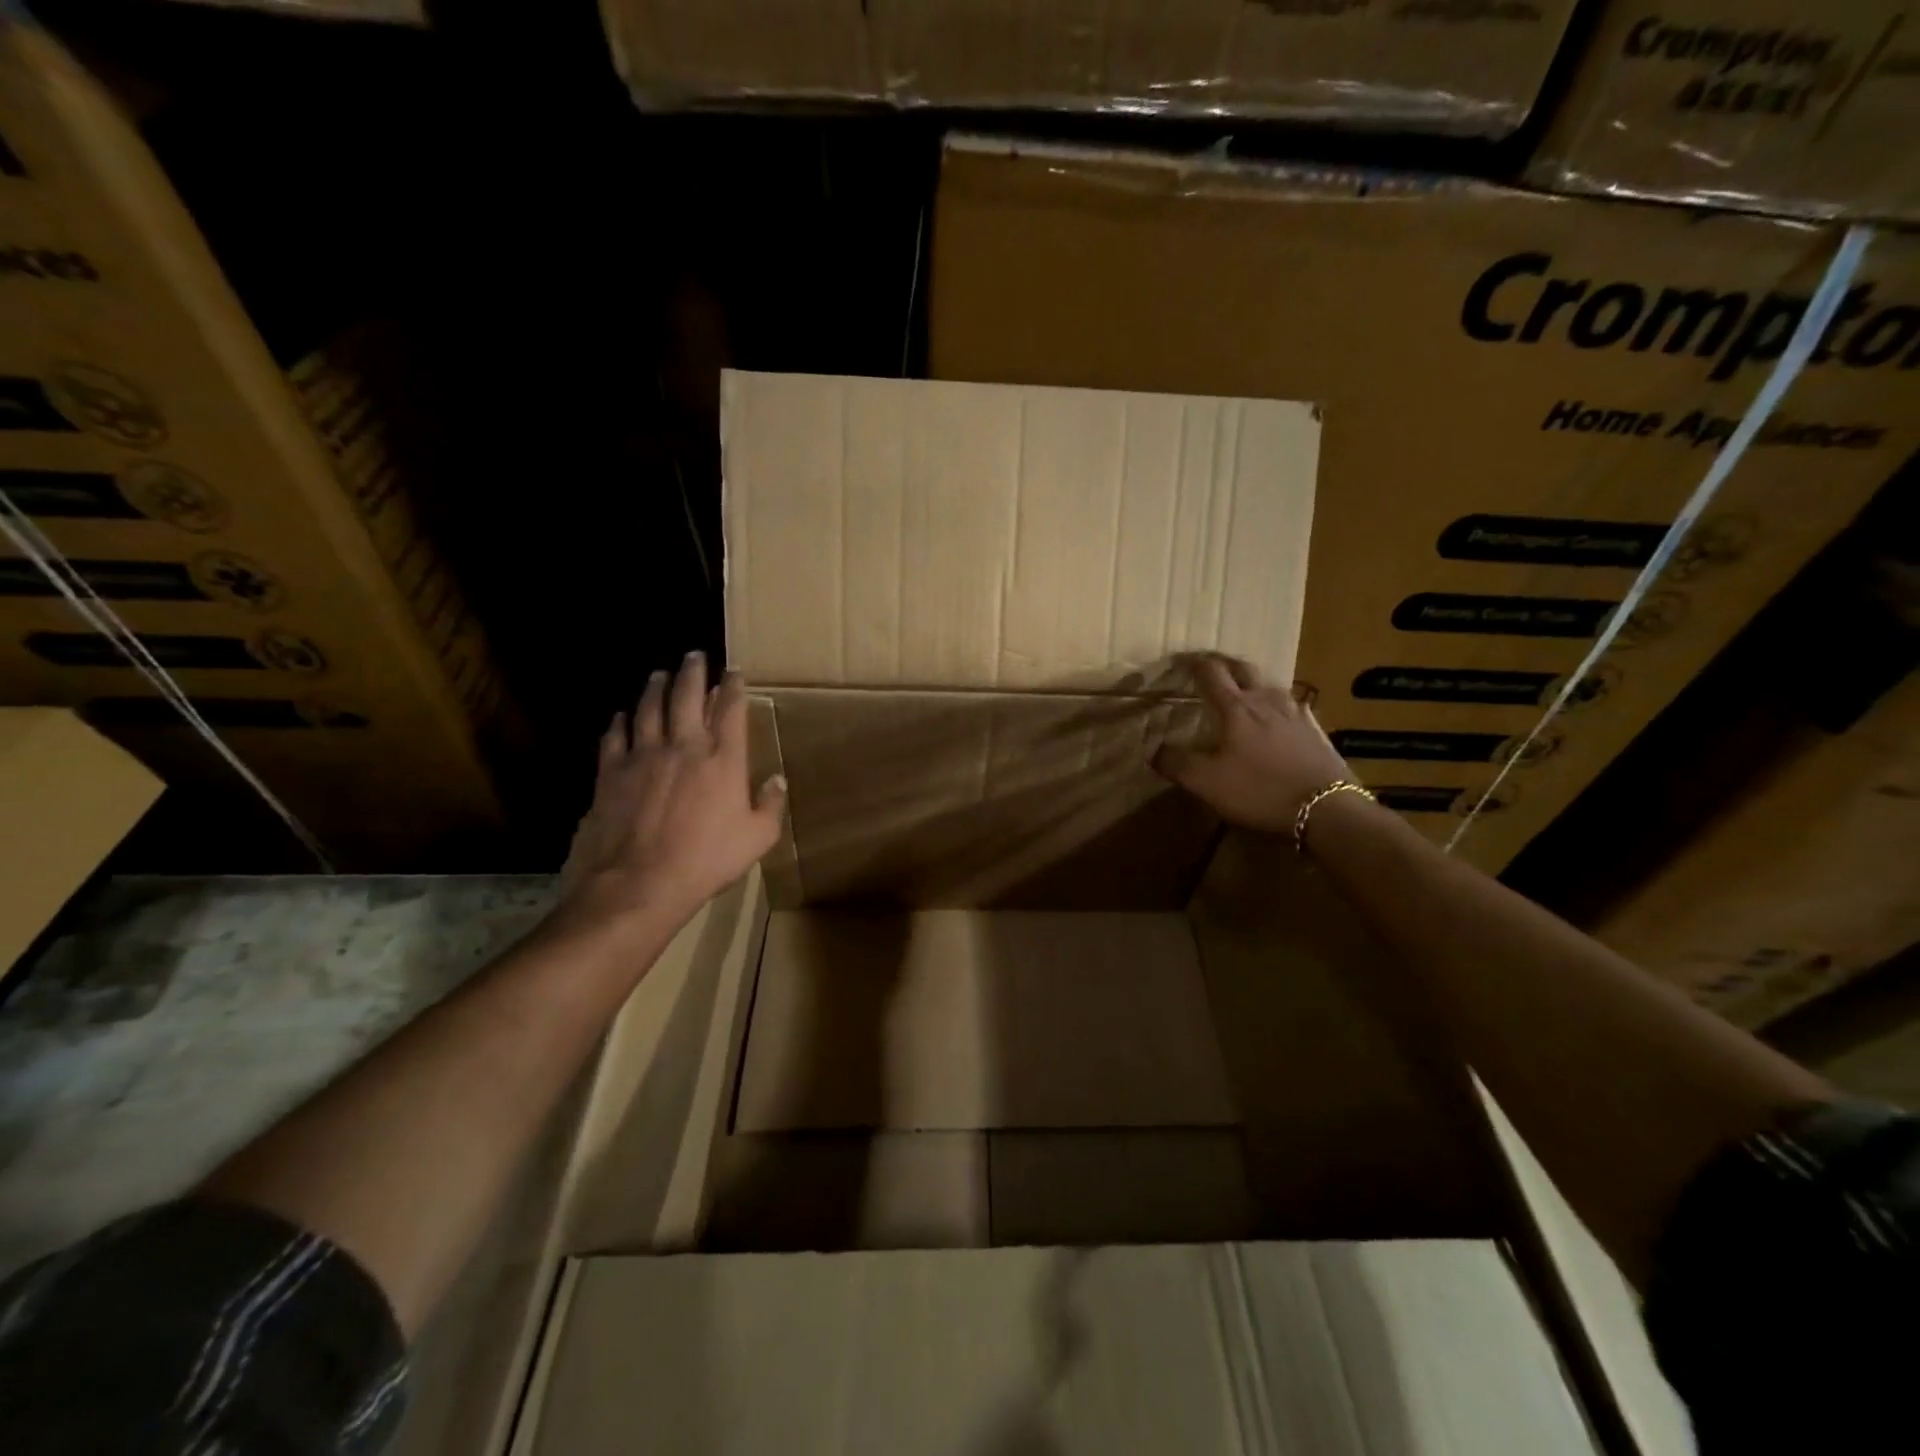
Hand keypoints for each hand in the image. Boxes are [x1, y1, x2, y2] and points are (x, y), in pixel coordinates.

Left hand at [558, 653, 786, 930]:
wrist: (640, 882)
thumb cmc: (706, 860)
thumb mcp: (756, 838)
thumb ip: (770, 805)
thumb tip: (777, 780)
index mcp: (723, 760)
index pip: (731, 710)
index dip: (734, 687)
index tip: (734, 672)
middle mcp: (684, 746)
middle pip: (687, 697)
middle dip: (693, 672)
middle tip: (695, 655)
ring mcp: (644, 756)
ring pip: (649, 709)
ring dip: (656, 688)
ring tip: (660, 674)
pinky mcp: (611, 773)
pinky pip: (615, 737)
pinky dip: (619, 722)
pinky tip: (621, 715)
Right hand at [1153, 654, 1354, 832]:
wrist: (1328, 807)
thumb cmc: (1260, 790)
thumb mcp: (1207, 783)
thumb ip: (1177, 763)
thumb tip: (1154, 750)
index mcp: (1236, 708)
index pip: (1210, 673)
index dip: (1192, 663)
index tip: (1178, 659)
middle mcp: (1265, 700)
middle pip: (1242, 668)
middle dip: (1222, 662)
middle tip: (1208, 664)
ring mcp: (1295, 712)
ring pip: (1269, 683)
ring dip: (1251, 679)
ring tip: (1241, 687)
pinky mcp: (1316, 729)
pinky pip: (1292, 704)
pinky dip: (1276, 702)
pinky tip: (1279, 714)